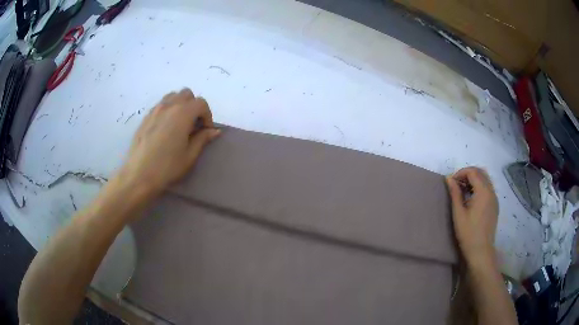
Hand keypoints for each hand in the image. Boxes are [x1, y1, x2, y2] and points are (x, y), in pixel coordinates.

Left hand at [116, 88, 220, 197]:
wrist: (139, 175)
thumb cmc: (167, 167)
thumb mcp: (190, 155)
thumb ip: (203, 139)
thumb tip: (214, 131)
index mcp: (182, 113)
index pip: (201, 103)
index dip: (207, 115)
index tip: (206, 130)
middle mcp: (169, 106)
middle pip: (187, 94)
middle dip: (194, 106)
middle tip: (194, 124)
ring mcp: (155, 110)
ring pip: (172, 96)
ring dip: (180, 104)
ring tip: (180, 123)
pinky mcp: (145, 117)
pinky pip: (161, 105)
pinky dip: (168, 110)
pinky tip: (166, 128)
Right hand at [446, 167, 498, 267]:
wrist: (481, 251)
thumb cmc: (468, 233)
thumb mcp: (458, 213)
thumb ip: (455, 193)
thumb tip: (449, 178)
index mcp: (483, 192)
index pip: (473, 172)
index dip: (461, 173)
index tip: (451, 182)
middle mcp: (491, 191)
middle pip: (481, 172)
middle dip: (468, 174)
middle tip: (457, 184)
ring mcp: (494, 198)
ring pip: (485, 179)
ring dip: (474, 180)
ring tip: (463, 191)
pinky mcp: (495, 205)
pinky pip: (488, 188)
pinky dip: (479, 187)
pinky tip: (472, 199)